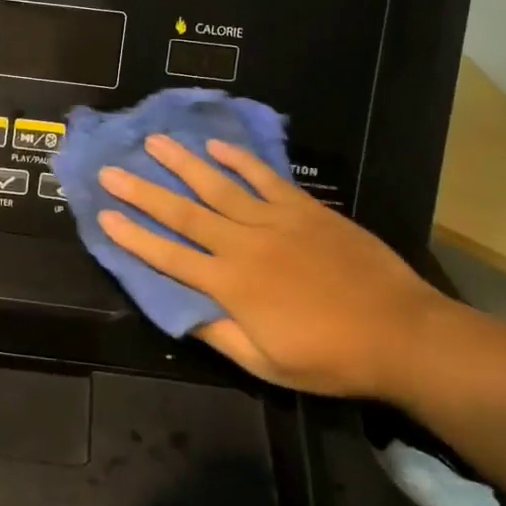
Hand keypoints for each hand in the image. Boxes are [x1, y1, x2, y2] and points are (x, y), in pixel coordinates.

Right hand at [97, 135, 452, 398]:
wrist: (401, 333)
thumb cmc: (331, 357)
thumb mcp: (267, 364)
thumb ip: (219, 335)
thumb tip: (179, 310)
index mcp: (231, 286)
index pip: (169, 257)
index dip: (133, 237)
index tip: (104, 215)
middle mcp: (244, 245)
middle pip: (184, 214)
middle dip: (143, 191)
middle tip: (112, 170)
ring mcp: (275, 221)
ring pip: (218, 186)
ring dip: (182, 163)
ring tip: (154, 141)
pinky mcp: (304, 209)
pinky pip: (264, 178)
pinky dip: (239, 160)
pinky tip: (216, 145)